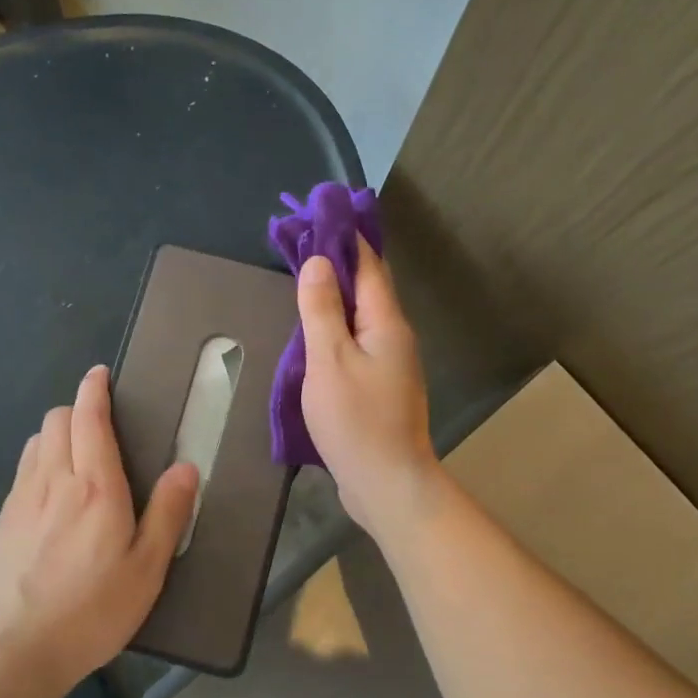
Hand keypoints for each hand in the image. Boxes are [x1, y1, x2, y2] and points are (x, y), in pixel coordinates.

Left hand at [0, 366, 198, 697]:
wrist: (9, 651)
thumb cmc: (89, 611)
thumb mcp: (146, 570)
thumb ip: (167, 514)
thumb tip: (186, 467)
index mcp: (95, 487)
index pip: (89, 418)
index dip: (94, 390)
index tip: (99, 374)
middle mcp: (53, 481)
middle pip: (56, 421)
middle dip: (76, 410)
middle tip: (98, 427)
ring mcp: (20, 500)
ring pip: (35, 443)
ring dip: (56, 435)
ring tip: (75, 458)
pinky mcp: (0, 522)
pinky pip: (21, 472)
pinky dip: (38, 463)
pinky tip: (50, 497)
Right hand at [297, 235, 441, 535]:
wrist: (387, 483)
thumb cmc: (356, 420)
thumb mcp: (329, 360)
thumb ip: (321, 311)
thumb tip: (318, 262)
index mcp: (386, 323)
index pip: (367, 265)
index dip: (345, 238)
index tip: (320, 214)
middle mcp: (395, 337)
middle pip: (366, 289)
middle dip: (338, 263)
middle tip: (302, 245)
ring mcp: (391, 364)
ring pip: (361, 318)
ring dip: (336, 297)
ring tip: (304, 282)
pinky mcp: (381, 387)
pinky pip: (357, 344)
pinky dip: (337, 328)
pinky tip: (317, 335)